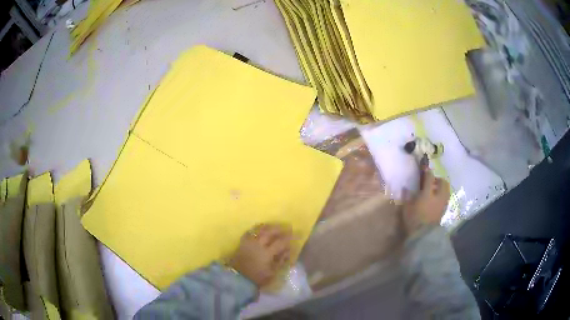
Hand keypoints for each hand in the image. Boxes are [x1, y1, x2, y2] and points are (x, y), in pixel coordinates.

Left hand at [228, 224, 291, 287]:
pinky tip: (260, 228)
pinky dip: (256, 228)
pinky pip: (250, 232)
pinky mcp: (242, 243)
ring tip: (275, 226)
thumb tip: (288, 251)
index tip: (296, 234)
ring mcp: (249, 243)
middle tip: (287, 227)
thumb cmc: (257, 278)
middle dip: (279, 228)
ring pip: (259, 230)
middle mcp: (258, 245)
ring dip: (269, 226)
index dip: (289, 238)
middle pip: (270, 232)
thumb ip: (281, 261)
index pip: (281, 242)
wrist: (238, 279)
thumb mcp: (272, 273)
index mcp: (267, 253)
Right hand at [402, 166, 449, 235]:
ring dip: (441, 187)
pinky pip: (446, 197)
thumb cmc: (413, 220)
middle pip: (443, 182)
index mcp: (428, 193)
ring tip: (434, 190)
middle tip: (431, 181)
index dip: (427, 171)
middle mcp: (438, 196)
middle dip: (438, 179)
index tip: (424, 168)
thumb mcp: (406, 208)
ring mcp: (443, 203)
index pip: (430, 177)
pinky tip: (436, 200)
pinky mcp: (444, 210)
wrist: (423, 235)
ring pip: (446, 189)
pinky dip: (442, 195)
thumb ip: (407, 196)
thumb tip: (405, 187)